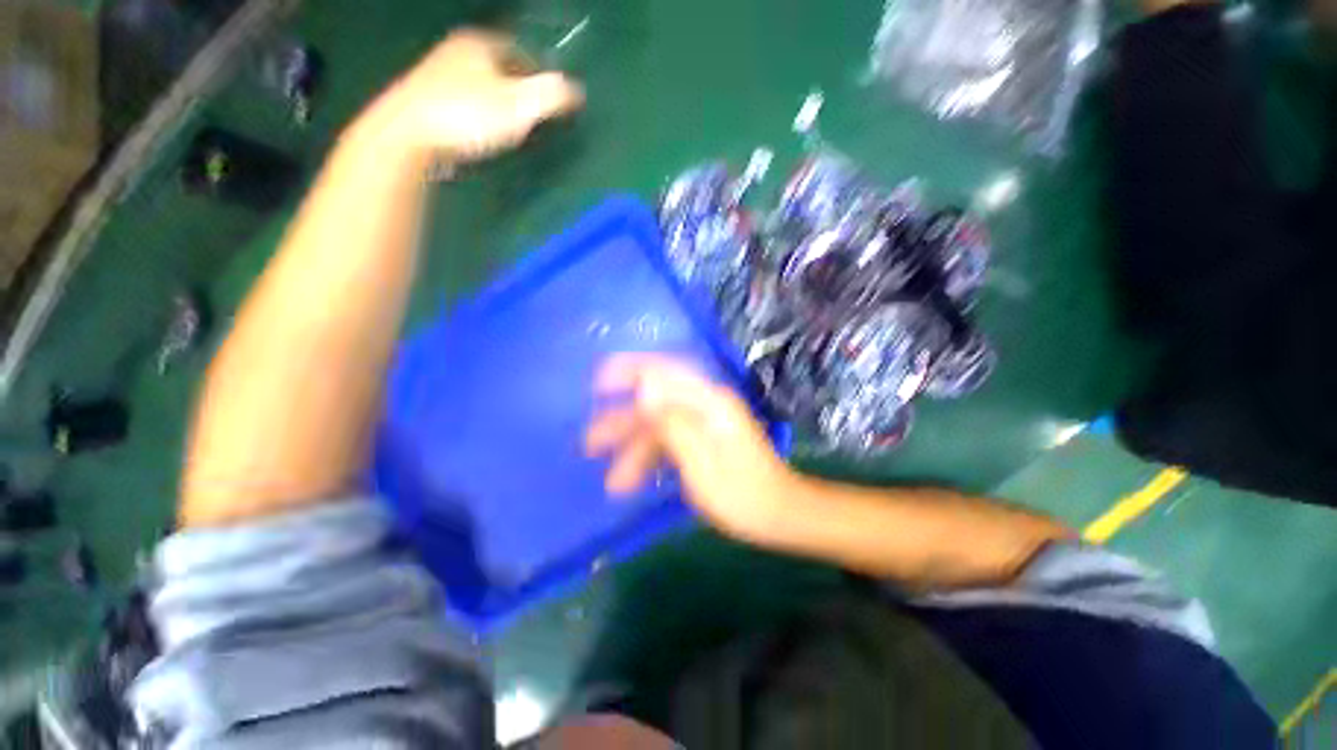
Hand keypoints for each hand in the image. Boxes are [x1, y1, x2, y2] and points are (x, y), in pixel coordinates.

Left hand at [355, 29, 583, 165]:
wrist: (408, 135)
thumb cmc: (468, 115)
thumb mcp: (519, 106)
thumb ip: (551, 96)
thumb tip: (576, 89)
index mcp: (481, 44)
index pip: (519, 50)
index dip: (538, 73)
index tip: (550, 97)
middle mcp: (457, 51)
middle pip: (497, 66)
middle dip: (516, 86)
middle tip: (533, 112)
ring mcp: (436, 74)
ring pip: (477, 84)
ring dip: (495, 101)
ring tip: (509, 126)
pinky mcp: (424, 100)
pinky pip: (461, 101)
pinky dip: (475, 113)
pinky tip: (480, 132)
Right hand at [585, 354, 802, 544]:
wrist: (781, 516)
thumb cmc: (743, 495)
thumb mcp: (702, 462)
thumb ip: (673, 422)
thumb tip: (645, 386)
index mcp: (709, 402)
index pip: (663, 371)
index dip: (628, 371)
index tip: (597, 382)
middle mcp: (706, 405)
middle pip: (656, 402)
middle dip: (621, 421)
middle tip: (589, 443)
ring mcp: (706, 423)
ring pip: (659, 426)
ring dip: (633, 450)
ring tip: (612, 482)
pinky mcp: (705, 440)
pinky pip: (670, 441)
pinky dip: (650, 458)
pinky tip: (635, 480)